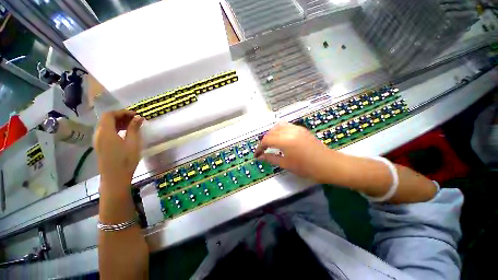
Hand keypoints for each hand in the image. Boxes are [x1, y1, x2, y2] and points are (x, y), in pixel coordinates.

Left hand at [94, 110, 143, 186]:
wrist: (115, 177)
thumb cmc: (125, 160)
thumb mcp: (133, 143)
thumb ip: (134, 128)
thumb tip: (138, 117)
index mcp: (106, 132)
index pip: (110, 114)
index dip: (122, 112)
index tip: (135, 115)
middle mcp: (99, 134)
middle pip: (106, 119)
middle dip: (121, 116)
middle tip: (135, 119)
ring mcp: (98, 140)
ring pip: (105, 125)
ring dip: (118, 122)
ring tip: (132, 125)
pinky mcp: (100, 145)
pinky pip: (105, 131)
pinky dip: (115, 128)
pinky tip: (125, 133)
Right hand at [254, 122, 335, 182]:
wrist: (329, 164)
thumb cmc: (307, 168)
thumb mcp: (286, 164)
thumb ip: (271, 158)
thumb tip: (260, 157)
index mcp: (285, 141)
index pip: (266, 140)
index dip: (259, 147)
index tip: (257, 155)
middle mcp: (289, 131)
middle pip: (270, 132)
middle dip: (264, 141)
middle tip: (263, 150)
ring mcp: (296, 128)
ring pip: (277, 126)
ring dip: (271, 134)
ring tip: (271, 143)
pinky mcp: (301, 129)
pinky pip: (286, 126)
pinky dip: (279, 130)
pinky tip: (281, 139)